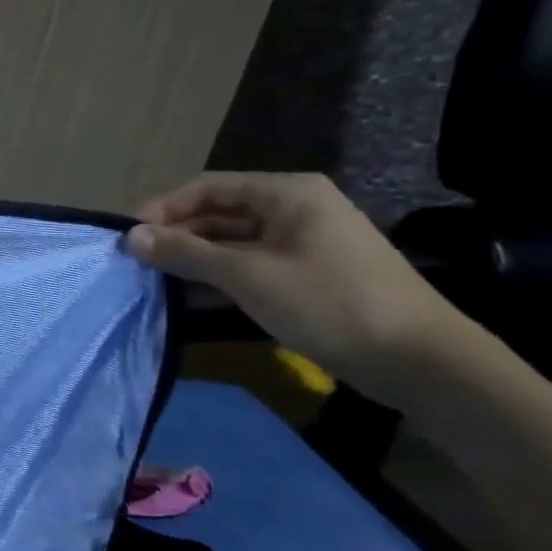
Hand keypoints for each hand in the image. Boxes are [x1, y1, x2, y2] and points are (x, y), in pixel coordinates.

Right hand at [126, 172, 469, 406]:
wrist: (423, 363)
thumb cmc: (330, 303)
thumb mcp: (248, 276)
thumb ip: (185, 253)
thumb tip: (131, 237)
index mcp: (287, 194)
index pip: (206, 187)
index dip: (162, 208)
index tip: (128, 236)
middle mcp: (296, 209)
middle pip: (218, 213)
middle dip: (176, 235)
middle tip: (137, 262)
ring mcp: (305, 243)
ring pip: (233, 242)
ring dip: (194, 259)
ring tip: (155, 280)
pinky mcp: (310, 275)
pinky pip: (251, 266)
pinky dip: (220, 277)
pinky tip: (191, 297)